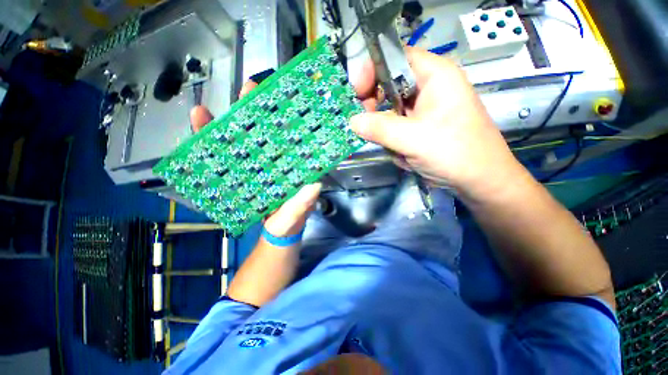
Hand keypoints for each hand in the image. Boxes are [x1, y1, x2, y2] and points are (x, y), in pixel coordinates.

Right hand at [190, 81, 321, 237]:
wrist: (274, 235)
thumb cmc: (289, 224)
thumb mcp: (297, 214)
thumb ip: (304, 203)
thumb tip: (314, 185)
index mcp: (292, 168)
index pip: (289, 139)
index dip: (286, 120)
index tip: (281, 99)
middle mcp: (276, 163)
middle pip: (265, 133)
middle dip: (255, 112)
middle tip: (248, 89)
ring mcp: (257, 168)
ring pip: (241, 142)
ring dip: (225, 125)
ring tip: (204, 112)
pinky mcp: (241, 176)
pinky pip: (224, 159)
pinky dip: (209, 146)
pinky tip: (197, 133)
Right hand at [351, 48, 523, 198]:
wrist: (480, 180)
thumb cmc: (455, 153)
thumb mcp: (414, 139)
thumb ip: (380, 128)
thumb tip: (353, 121)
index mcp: (435, 75)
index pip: (396, 57)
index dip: (373, 69)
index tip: (358, 93)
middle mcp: (429, 87)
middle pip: (390, 85)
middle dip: (377, 107)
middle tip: (369, 124)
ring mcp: (425, 109)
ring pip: (391, 111)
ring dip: (388, 132)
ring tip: (398, 149)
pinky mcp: (422, 126)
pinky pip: (397, 128)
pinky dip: (395, 142)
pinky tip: (406, 155)